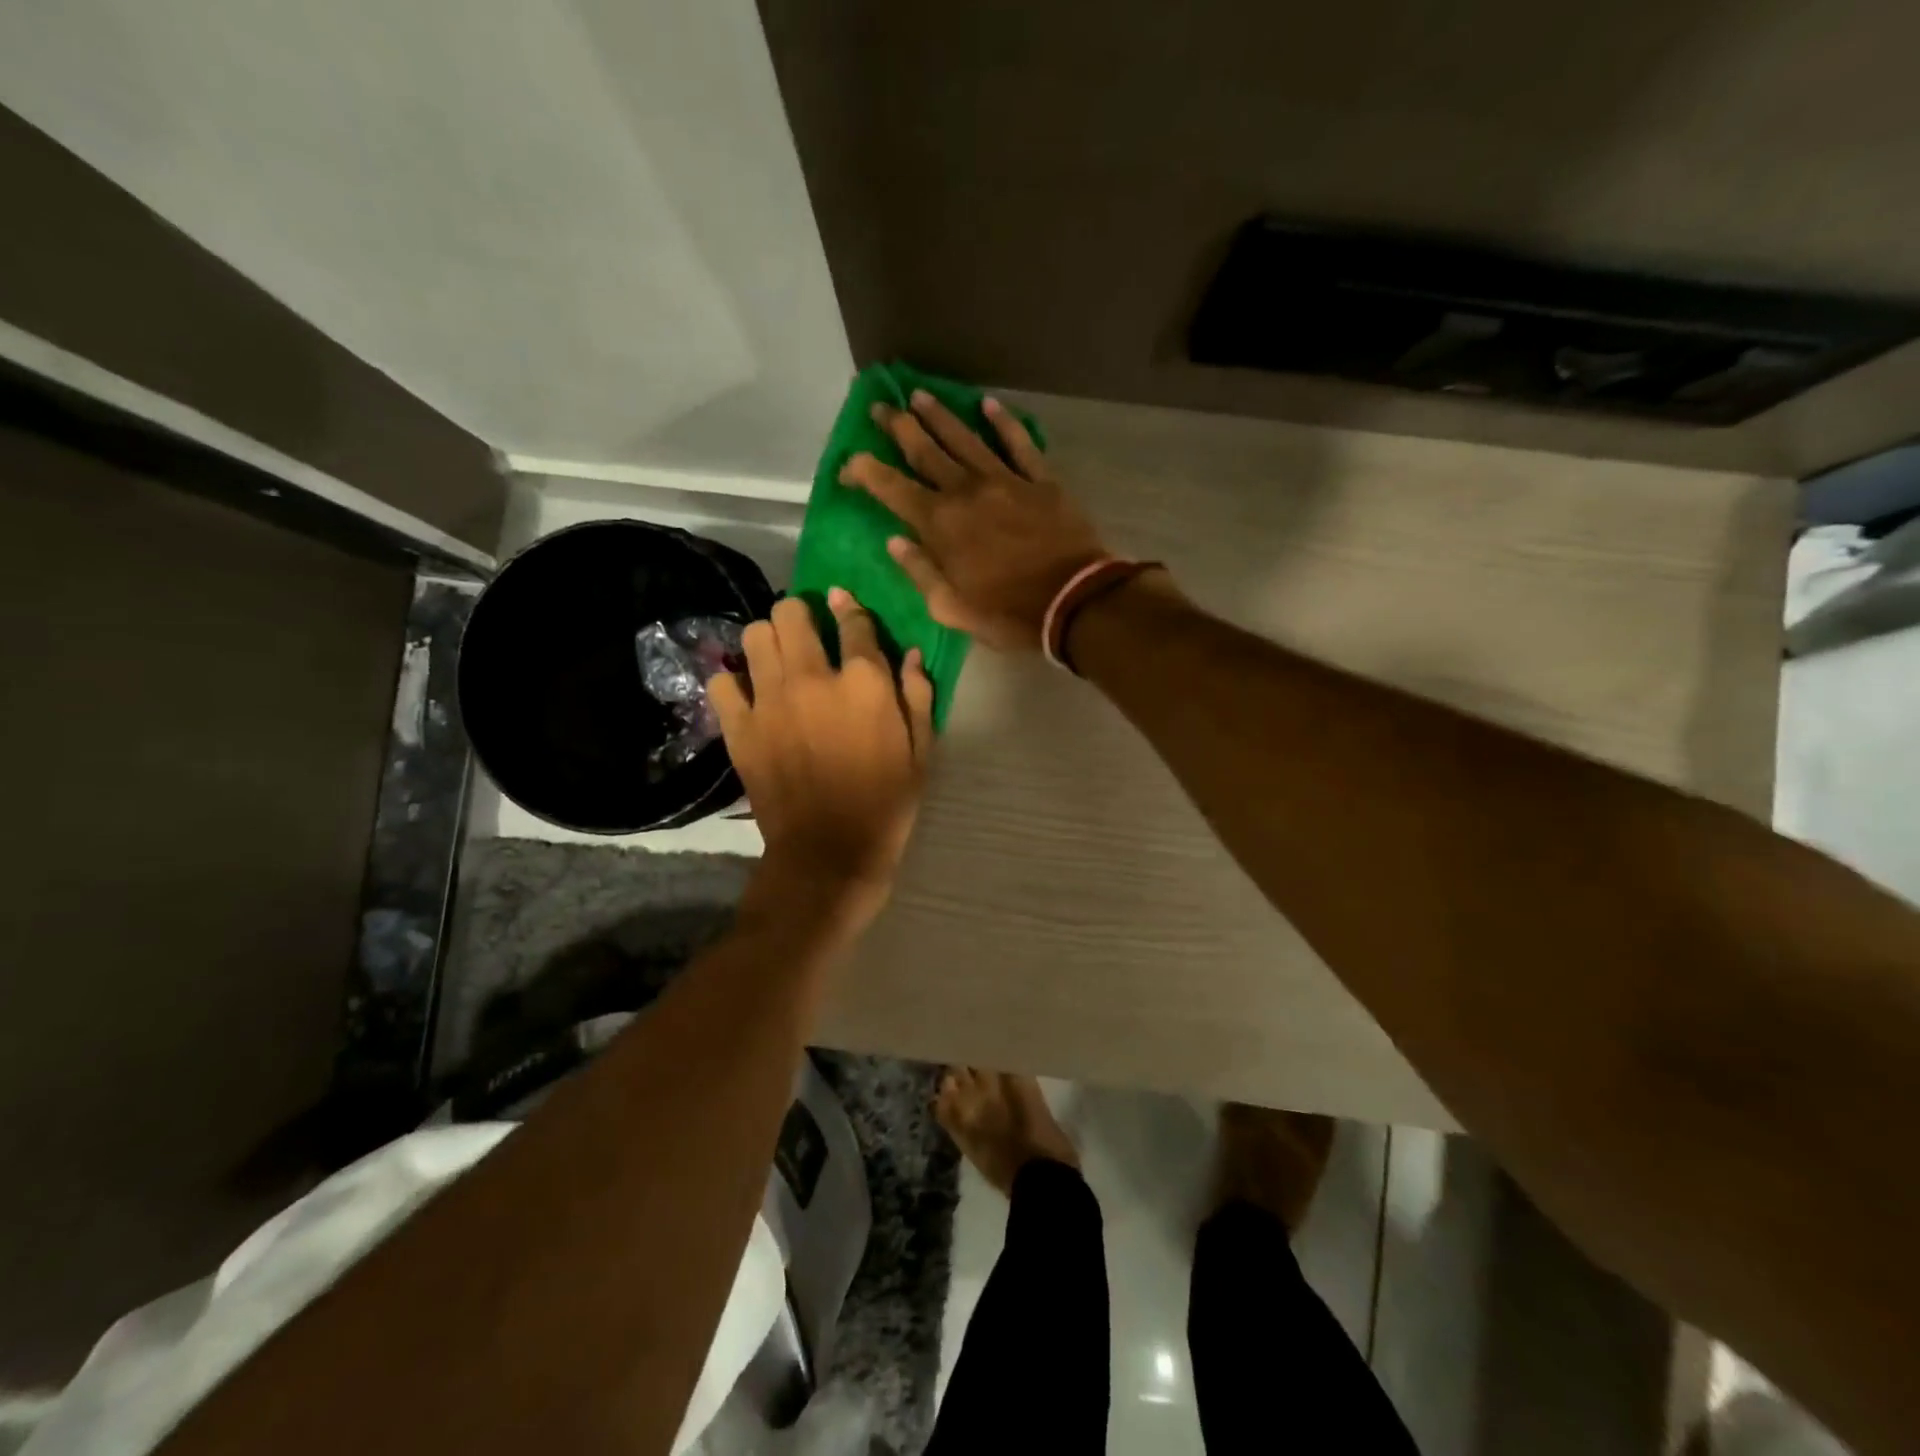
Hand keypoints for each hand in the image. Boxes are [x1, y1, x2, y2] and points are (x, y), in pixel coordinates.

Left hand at [711, 594, 933, 929]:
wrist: (829, 852)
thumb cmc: (886, 802)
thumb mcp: (921, 751)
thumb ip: (918, 696)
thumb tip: (911, 654)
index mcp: (864, 682)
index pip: (853, 621)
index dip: (849, 607)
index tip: (843, 603)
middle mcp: (813, 678)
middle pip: (792, 613)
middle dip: (801, 614)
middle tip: (807, 633)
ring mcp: (770, 701)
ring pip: (755, 636)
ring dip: (769, 639)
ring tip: (778, 659)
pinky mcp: (740, 727)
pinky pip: (722, 682)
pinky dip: (733, 681)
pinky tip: (749, 694)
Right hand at [841, 391, 1107, 651]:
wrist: (1074, 602)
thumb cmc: (1007, 614)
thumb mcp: (951, 608)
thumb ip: (920, 571)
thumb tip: (894, 541)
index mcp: (939, 524)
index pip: (890, 487)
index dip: (863, 471)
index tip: (848, 464)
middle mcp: (966, 491)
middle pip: (925, 450)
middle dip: (898, 427)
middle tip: (880, 406)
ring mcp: (1005, 480)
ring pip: (965, 438)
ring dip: (939, 415)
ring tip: (919, 395)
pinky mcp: (1040, 480)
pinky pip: (1018, 443)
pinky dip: (1003, 422)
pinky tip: (988, 405)